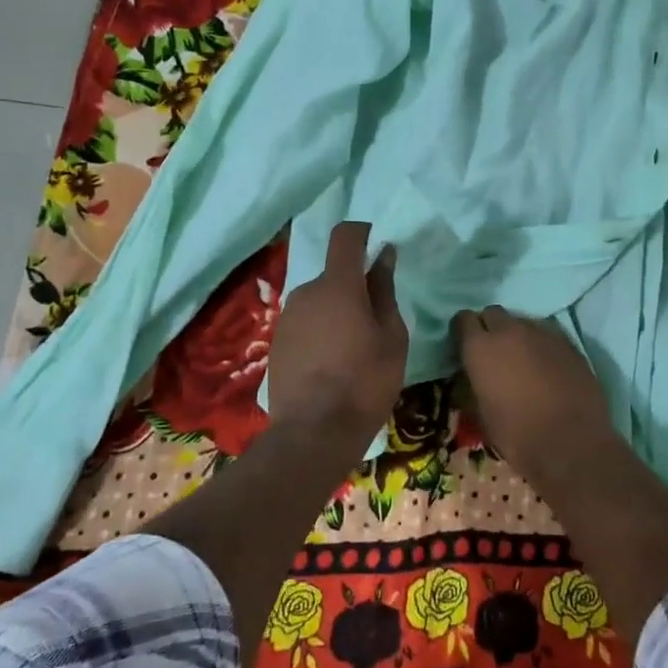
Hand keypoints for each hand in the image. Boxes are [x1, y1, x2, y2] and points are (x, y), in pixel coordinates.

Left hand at [268, 221, 408, 441]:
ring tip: (354, 349)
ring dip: (337, 311)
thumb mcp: (392, 337)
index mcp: (338, 285)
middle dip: (354, 287)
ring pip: (319, 301)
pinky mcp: (276, 342)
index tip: (378, 246)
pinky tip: (331, 364)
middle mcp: (306, 292)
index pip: (345, 236)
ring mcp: (287, 318)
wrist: (314, 434)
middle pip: (334, 275)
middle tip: (375, 321)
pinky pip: (305, 323)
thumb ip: (384, 291)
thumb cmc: (365, 382)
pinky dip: (320, 331)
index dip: (362, 233)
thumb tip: (383, 256)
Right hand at [452, 306, 612, 480]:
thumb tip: (473, 375)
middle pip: (493, 313)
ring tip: (522, 361)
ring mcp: (542, 333)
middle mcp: (509, 330)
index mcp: (480, 347)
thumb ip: (473, 383)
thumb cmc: (517, 435)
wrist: (571, 444)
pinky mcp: (568, 342)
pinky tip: (547, 368)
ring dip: (517, 335)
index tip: (465, 347)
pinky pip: (546, 334)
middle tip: (493, 353)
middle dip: (489, 328)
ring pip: (522, 322)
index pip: (463, 319)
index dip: (463, 332)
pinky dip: (541, 346)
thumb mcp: (481, 413)